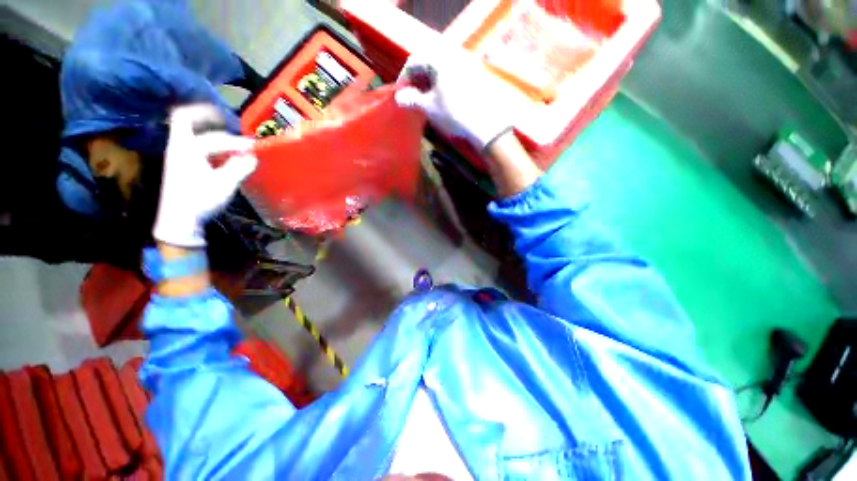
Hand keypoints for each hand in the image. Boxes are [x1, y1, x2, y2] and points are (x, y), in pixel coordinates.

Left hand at [153, 104, 256, 246]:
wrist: (179, 221)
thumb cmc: (200, 200)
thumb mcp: (224, 183)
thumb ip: (240, 166)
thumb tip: (253, 155)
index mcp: (186, 148)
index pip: (203, 128)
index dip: (217, 123)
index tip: (239, 130)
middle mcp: (179, 148)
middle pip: (188, 123)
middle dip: (209, 120)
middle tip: (230, 123)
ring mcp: (179, 158)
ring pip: (192, 135)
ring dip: (212, 134)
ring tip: (232, 141)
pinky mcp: (184, 168)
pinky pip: (197, 147)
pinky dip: (212, 147)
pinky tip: (225, 156)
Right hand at [395, 45, 512, 151]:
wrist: (484, 125)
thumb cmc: (453, 113)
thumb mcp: (429, 107)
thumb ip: (412, 99)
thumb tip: (398, 97)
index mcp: (439, 60)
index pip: (414, 61)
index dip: (404, 77)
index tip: (400, 94)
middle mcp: (452, 57)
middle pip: (428, 64)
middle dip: (417, 81)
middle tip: (412, 98)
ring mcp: (465, 67)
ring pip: (440, 71)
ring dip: (429, 84)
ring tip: (425, 101)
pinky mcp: (473, 78)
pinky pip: (451, 77)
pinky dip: (441, 86)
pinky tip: (440, 101)